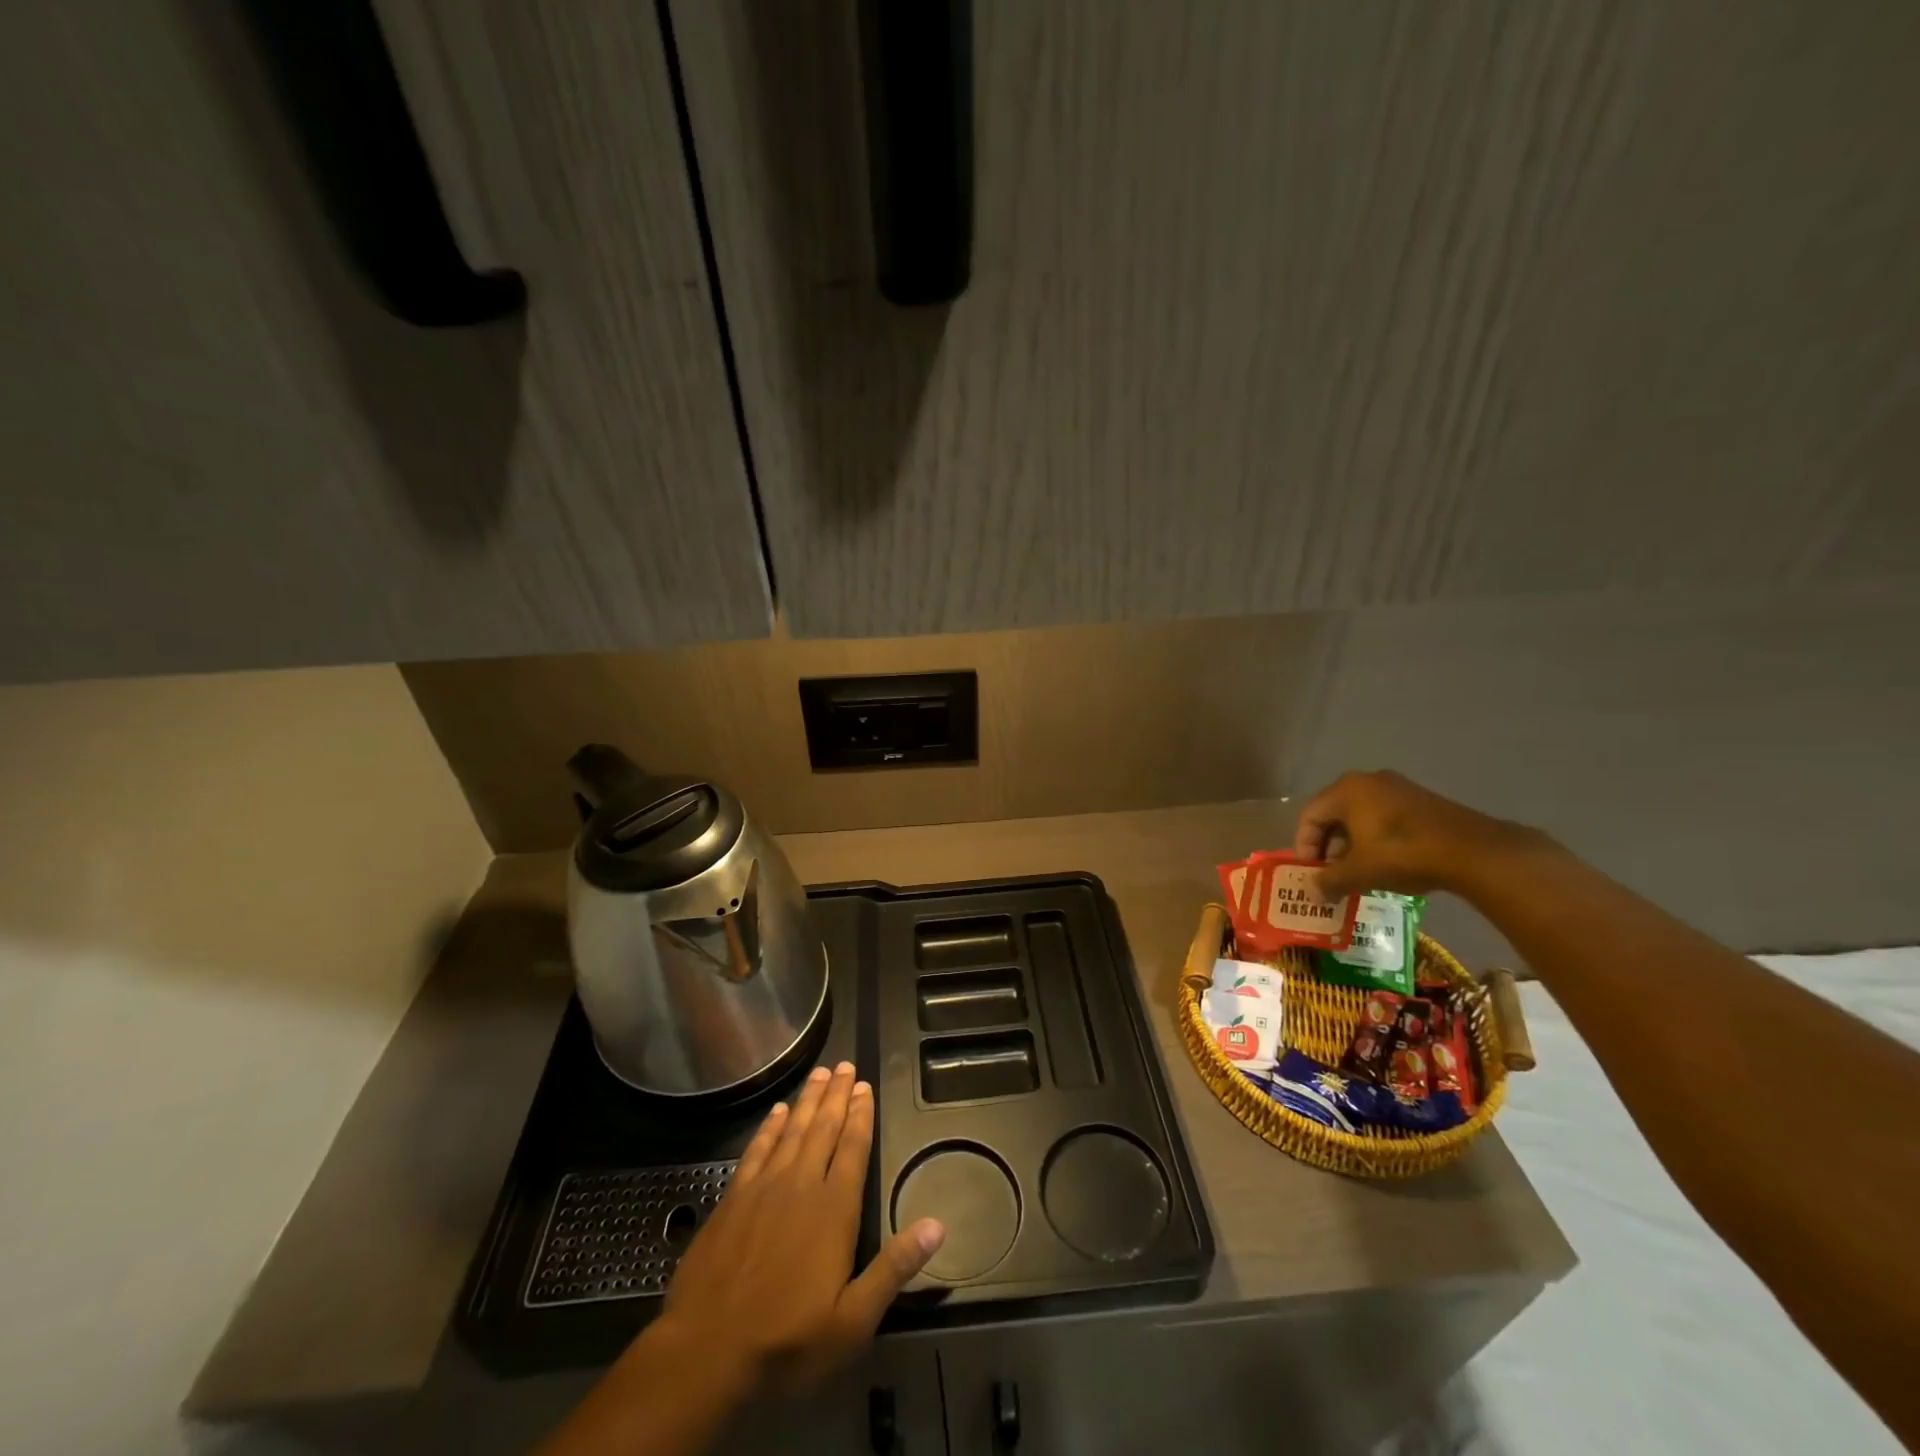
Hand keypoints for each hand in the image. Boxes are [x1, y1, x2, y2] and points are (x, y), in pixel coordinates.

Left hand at [657, 1062, 945, 1399]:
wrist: (705, 1353)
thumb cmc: (787, 1341)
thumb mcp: (852, 1320)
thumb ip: (893, 1269)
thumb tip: (937, 1225)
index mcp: (834, 1210)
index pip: (853, 1148)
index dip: (861, 1115)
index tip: (866, 1086)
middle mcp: (801, 1185)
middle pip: (824, 1129)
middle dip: (837, 1095)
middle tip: (845, 1065)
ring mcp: (764, 1188)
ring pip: (792, 1131)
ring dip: (809, 1100)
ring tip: (820, 1073)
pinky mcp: (733, 1198)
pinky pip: (757, 1149)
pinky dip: (770, 1126)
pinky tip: (778, 1111)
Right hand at [1291, 770, 1535, 898]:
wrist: (1472, 851)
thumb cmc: (1401, 854)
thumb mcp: (1358, 872)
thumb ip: (1329, 880)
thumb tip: (1314, 892)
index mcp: (1345, 790)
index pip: (1309, 816)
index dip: (1304, 846)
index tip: (1311, 872)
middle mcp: (1367, 781)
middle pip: (1334, 814)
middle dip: (1328, 846)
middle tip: (1330, 873)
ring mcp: (1398, 788)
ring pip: (1360, 816)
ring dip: (1352, 844)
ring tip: (1357, 871)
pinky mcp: (1421, 800)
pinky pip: (1384, 817)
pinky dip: (1375, 839)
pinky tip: (1384, 863)